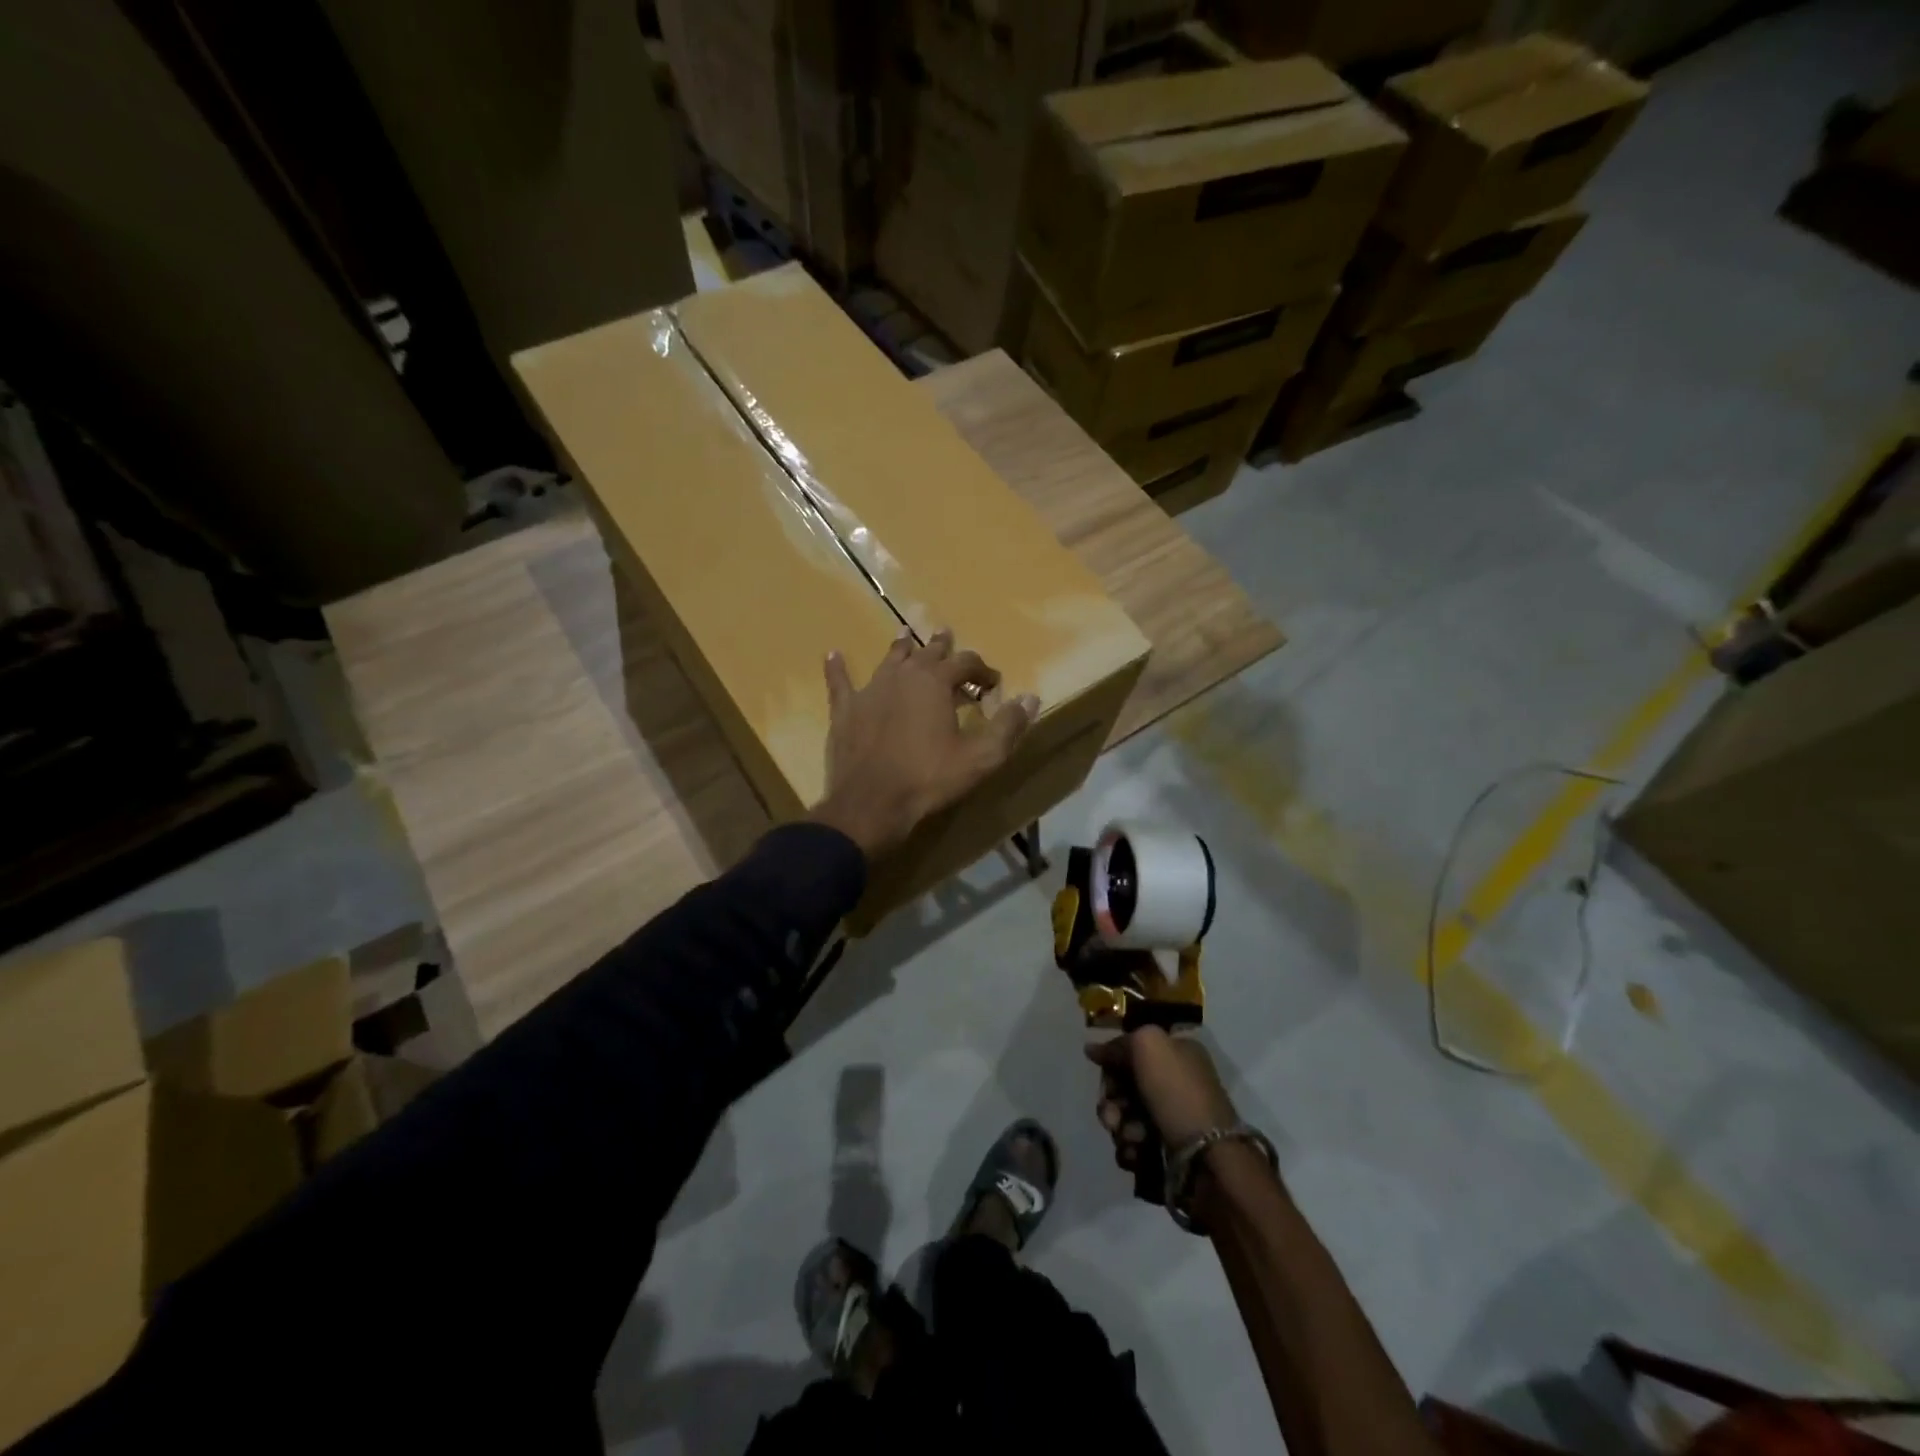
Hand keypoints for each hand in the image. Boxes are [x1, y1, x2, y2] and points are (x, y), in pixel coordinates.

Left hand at [810, 629, 1038, 859]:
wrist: (872, 803)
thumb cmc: (929, 778)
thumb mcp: (980, 758)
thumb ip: (1008, 726)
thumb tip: (1030, 697)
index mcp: (936, 682)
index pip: (966, 662)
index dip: (982, 670)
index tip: (993, 683)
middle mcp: (903, 676)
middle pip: (926, 652)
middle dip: (941, 646)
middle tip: (947, 636)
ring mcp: (870, 690)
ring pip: (889, 660)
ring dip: (900, 647)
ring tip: (905, 634)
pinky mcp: (845, 710)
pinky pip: (840, 682)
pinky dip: (838, 668)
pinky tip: (833, 655)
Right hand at [1085, 1028, 1237, 1174]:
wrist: (1209, 1159)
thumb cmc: (1178, 1094)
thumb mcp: (1148, 1046)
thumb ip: (1119, 1044)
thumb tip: (1092, 1050)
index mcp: (1176, 1051)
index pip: (1131, 1049)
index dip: (1112, 1061)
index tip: (1104, 1073)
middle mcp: (1174, 1081)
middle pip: (1124, 1084)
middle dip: (1112, 1100)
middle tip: (1112, 1115)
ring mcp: (1170, 1117)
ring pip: (1125, 1116)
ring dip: (1119, 1127)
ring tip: (1132, 1138)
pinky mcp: (1167, 1150)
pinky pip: (1133, 1144)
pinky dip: (1129, 1148)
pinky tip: (1135, 1153)